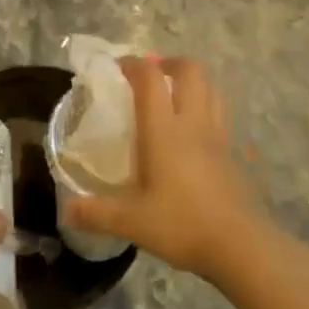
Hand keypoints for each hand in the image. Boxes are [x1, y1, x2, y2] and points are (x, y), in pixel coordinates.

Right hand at [65, 55, 267, 282]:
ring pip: (212, 88)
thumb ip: (96, 213)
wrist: (241, 245)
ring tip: (176, 95)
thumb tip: (66, 210)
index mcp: (164, 130)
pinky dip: (208, 109)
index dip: (133, 64)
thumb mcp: (132, 222)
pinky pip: (221, 116)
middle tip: (152, 75)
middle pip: (190, 70)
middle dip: (170, 63)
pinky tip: (196, 134)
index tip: (118, 68)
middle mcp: (194, 123)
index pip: (150, 78)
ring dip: (193, 82)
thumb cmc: (182, 225)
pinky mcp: (235, 153)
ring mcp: (219, 136)